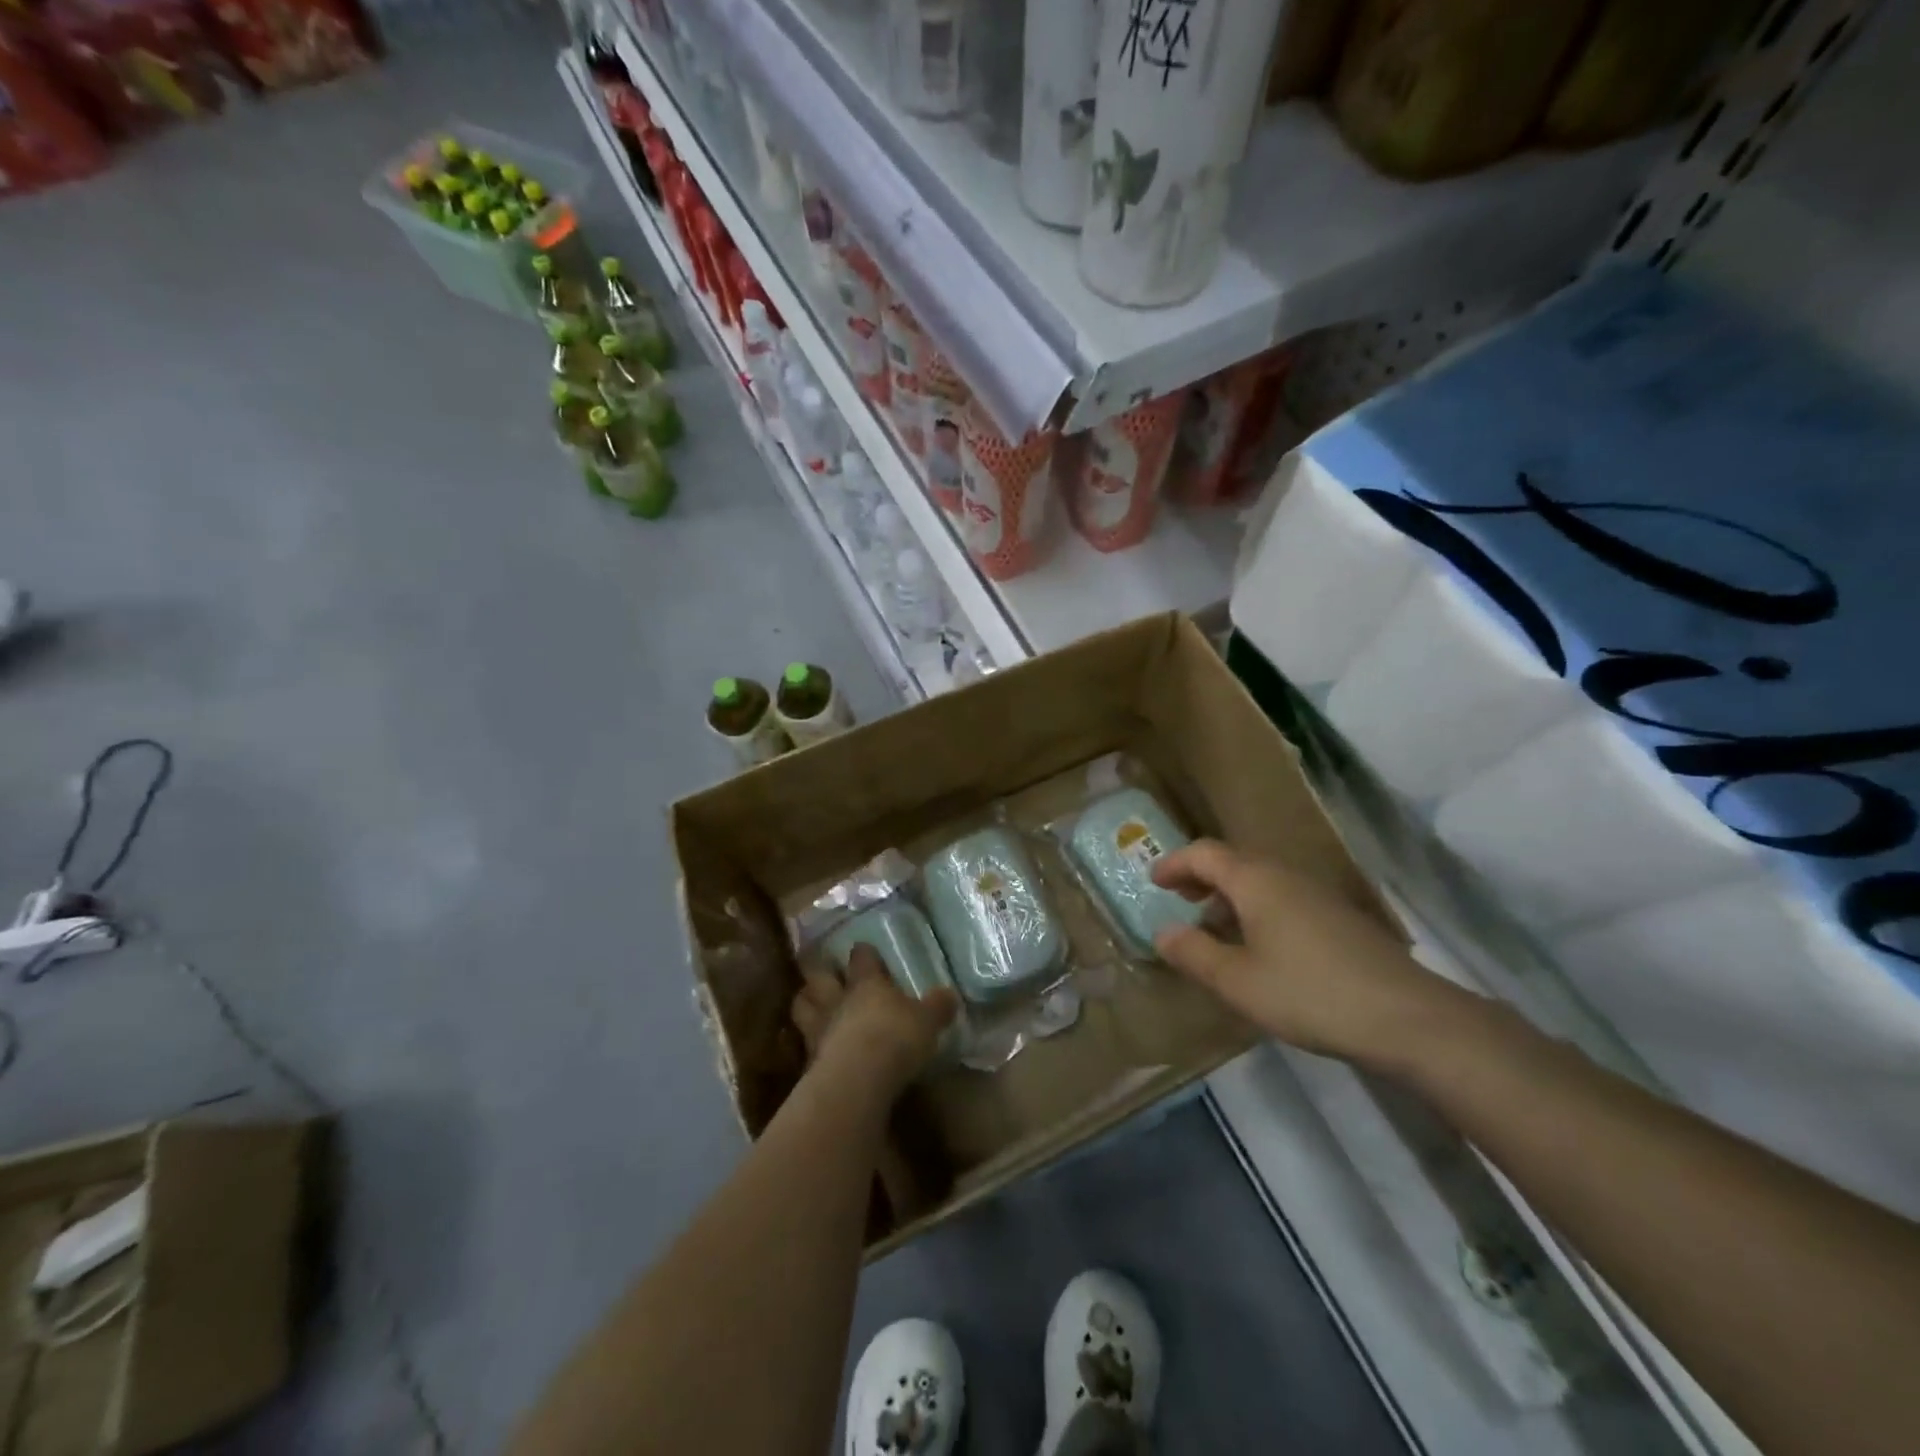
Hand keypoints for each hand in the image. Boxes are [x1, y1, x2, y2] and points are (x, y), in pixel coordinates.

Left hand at [791, 945, 957, 1097]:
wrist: (858, 1079)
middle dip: (820, 973)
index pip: (861, 957)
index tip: (864, 950)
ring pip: (802, 1006)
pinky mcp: (809, 1061)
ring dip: (805, 1003)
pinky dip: (808, 1046)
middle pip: (818, 977)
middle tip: (823, 973)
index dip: (863, 953)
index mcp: (867, 983)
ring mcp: (819, 1029)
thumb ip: (937, 1007)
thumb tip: (950, 994)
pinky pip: (804, 1046)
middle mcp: (838, 1000)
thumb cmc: (896, 1038)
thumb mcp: (927, 1021)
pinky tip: (815, 1051)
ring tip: (811, 1006)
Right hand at [1150, 839, 1459, 1064]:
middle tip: (1179, 899)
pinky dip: (1257, 910)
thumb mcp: (1237, 981)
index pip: (1205, 853)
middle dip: (1201, 877)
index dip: (1175, 863)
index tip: (1153, 880)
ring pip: (1261, 881)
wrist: (1406, 1016)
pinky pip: (1283, 899)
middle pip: (1234, 862)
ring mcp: (1318, 895)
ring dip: (1230, 896)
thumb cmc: (1308, 993)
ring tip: (1214, 929)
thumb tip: (1163, 932)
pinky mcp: (1339, 918)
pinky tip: (1259, 949)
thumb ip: (1194, 953)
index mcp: (1256, 881)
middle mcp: (1286, 876)